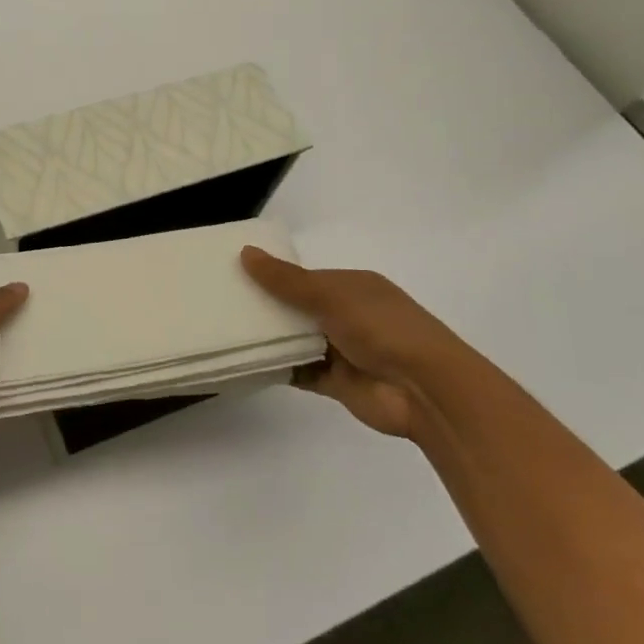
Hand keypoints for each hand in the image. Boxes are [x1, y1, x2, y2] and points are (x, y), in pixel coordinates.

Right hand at [241, 247, 474, 438]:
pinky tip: (244, 362)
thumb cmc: (381, 328)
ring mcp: (341, 350)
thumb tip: (245, 252)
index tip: (233, 274)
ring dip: (269, 339)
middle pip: (297, 309)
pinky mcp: (335, 382)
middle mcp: (346, 315)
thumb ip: (287, 280)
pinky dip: (276, 368)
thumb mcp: (331, 296)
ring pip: (295, 340)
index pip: (304, 277)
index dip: (272, 276)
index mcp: (352, 287)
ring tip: (223, 330)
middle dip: (265, 307)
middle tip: (219, 302)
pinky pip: (299, 372)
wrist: (424, 390)